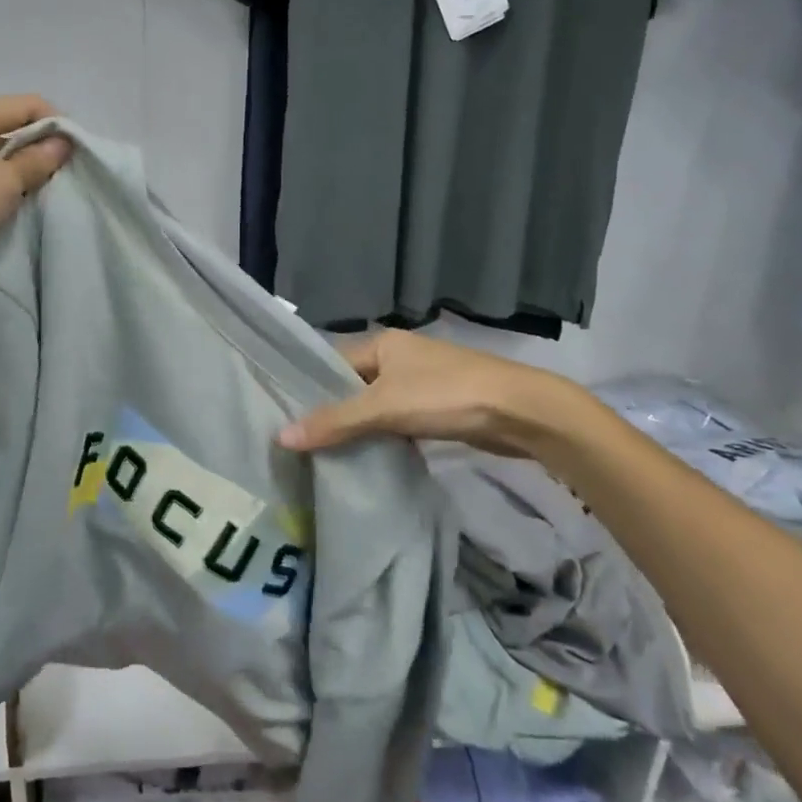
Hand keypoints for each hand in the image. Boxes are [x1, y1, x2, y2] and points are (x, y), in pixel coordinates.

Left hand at [0, 95, 70, 288]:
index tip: (79, 155)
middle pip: (12, 128)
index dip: (58, 124)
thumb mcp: (4, 183)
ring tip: (46, 196)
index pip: (28, 104)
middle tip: (67, 179)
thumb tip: (62, 143)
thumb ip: (37, 161)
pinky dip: (4, 190)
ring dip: (23, 173)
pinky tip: (17, 209)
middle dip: (42, 150)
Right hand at [277, 330, 588, 457]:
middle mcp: (398, 356)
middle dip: (330, 412)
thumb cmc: (447, 395)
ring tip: (322, 454)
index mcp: (382, 342)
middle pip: (352, 385)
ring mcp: (419, 382)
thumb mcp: (384, 407)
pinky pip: (395, 420)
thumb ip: (335, 421)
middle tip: (298, 442)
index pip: (331, 363)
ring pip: (374, 405)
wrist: (521, 411)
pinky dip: (381, 436)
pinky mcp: (436, 407)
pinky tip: (364, 458)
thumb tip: (281, 436)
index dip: (308, 388)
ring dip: (356, 427)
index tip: (282, 416)